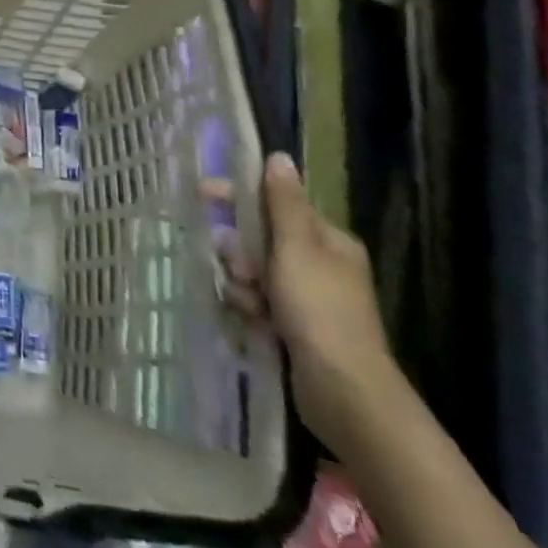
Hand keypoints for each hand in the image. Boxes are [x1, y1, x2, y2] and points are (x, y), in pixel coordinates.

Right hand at [225, 153, 405, 456]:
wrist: (344, 391)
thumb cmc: (319, 310)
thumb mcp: (297, 248)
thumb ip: (284, 203)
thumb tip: (279, 156)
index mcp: (328, 240)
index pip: (276, 204)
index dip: (239, 197)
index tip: (203, 193)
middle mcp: (320, 264)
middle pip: (260, 239)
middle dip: (241, 253)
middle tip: (242, 270)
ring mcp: (308, 298)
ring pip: (254, 272)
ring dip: (244, 284)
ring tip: (252, 305)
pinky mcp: (295, 327)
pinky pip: (258, 302)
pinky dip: (250, 308)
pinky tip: (253, 322)